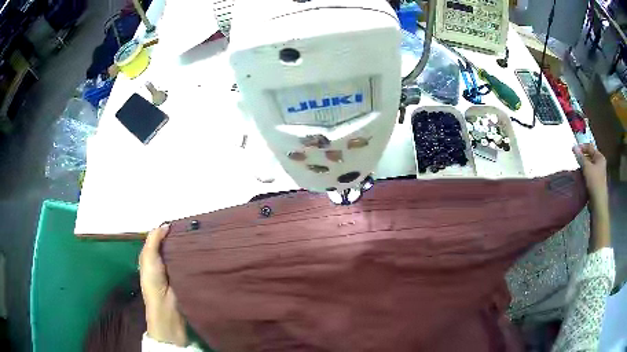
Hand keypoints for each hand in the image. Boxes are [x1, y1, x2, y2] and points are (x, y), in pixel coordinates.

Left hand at [139, 224, 187, 346]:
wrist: (167, 306)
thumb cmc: (153, 281)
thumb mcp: (148, 257)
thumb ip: (154, 239)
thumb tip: (166, 225)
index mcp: (151, 256)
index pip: (159, 239)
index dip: (166, 230)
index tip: (180, 222)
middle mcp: (162, 261)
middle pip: (171, 245)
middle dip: (179, 237)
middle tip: (193, 228)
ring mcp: (175, 269)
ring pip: (181, 254)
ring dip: (187, 247)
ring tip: (199, 236)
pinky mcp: (186, 277)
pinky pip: (189, 263)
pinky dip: (193, 258)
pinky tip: (202, 250)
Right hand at [573, 144, 607, 207]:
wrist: (598, 202)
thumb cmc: (594, 182)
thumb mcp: (586, 167)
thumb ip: (580, 157)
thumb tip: (574, 146)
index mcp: (600, 157)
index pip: (590, 147)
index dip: (582, 147)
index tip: (574, 150)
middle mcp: (600, 163)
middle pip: (590, 156)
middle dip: (582, 157)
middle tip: (575, 159)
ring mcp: (599, 173)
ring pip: (589, 165)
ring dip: (583, 165)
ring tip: (576, 167)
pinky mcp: (596, 182)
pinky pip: (589, 173)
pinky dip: (585, 173)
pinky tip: (580, 176)